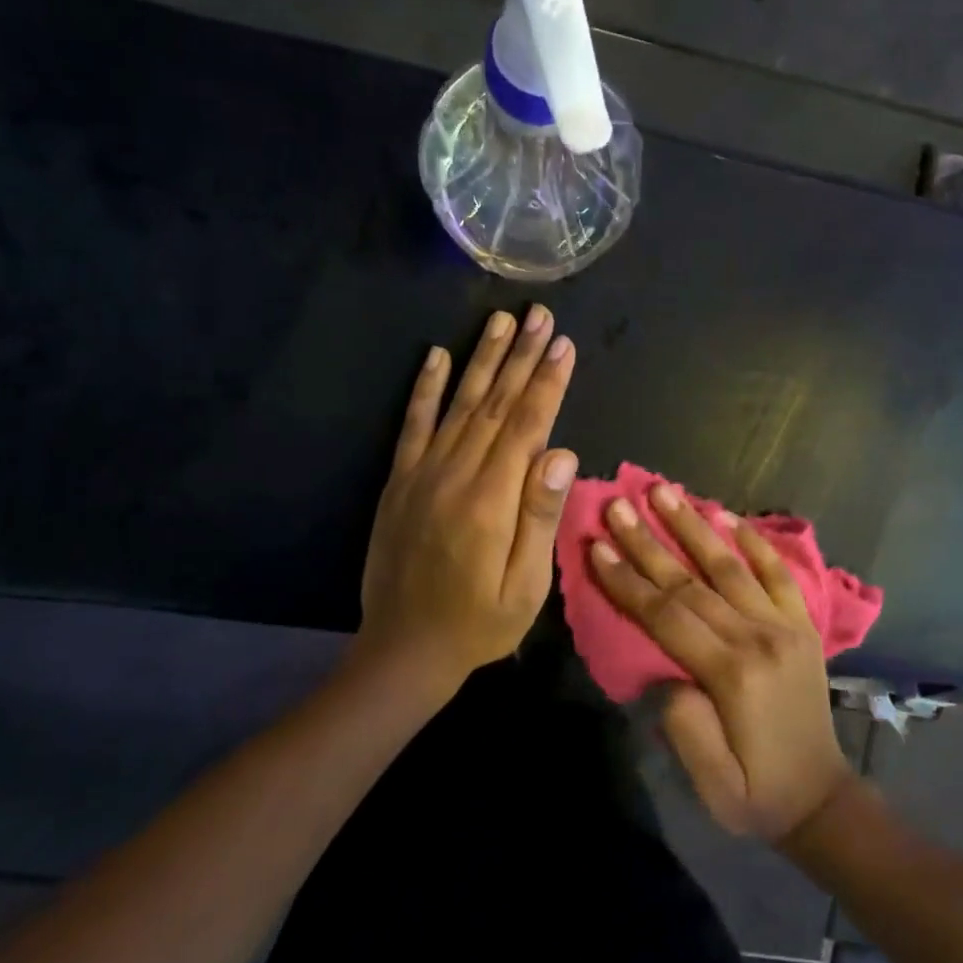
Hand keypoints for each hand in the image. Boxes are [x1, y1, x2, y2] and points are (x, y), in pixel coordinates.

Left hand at [356, 306, 576, 694]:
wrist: (404, 649)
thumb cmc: (479, 623)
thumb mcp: (526, 586)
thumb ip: (541, 518)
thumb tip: (562, 453)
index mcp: (493, 499)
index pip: (528, 425)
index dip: (547, 382)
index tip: (562, 343)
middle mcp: (456, 474)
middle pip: (496, 403)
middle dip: (521, 356)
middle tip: (539, 314)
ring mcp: (423, 474)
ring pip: (460, 404)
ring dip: (481, 359)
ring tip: (500, 321)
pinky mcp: (399, 481)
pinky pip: (413, 425)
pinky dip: (425, 389)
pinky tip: (435, 357)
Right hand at [588, 487, 851, 843]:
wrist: (823, 799)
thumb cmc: (757, 796)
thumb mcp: (713, 786)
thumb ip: (685, 728)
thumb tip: (666, 674)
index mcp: (731, 674)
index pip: (668, 615)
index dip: (628, 580)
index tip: (598, 546)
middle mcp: (759, 637)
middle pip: (692, 581)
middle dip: (649, 541)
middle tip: (618, 505)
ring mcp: (785, 626)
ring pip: (730, 566)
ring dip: (694, 525)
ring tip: (664, 491)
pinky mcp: (802, 625)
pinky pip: (778, 573)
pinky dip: (754, 542)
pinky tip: (727, 515)